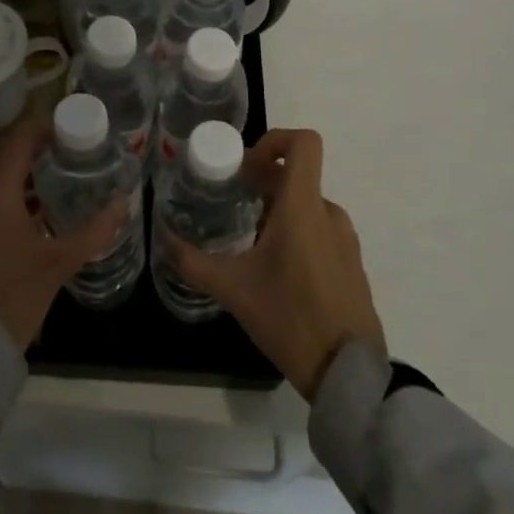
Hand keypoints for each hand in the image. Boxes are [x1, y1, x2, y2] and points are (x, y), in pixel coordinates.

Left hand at [0, 117, 131, 348]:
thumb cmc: (13, 296)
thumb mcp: (59, 263)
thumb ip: (95, 230)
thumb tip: (124, 205)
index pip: (21, 136)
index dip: (47, 128)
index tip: (73, 134)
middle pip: (5, 153)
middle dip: (36, 153)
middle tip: (69, 161)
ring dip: (19, 175)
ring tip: (53, 186)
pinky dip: (1, 194)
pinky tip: (27, 214)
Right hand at [162, 128, 384, 400]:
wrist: (348, 374)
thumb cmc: (289, 318)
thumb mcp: (232, 289)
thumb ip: (192, 261)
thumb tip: (162, 239)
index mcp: (302, 207)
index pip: (304, 143)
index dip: (274, 140)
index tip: (246, 167)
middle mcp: (328, 213)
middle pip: (297, 175)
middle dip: (262, 182)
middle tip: (231, 203)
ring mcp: (345, 239)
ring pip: (307, 205)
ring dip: (278, 210)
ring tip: (250, 242)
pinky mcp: (351, 263)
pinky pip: (321, 230)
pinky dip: (297, 233)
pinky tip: (276, 270)